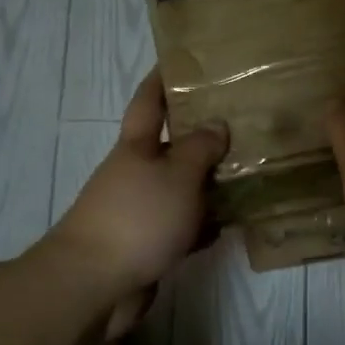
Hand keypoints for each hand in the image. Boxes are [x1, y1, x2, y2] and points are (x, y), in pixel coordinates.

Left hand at [52, 71, 226, 303]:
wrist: (94, 285)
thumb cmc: (137, 217)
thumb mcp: (177, 175)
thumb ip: (200, 148)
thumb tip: (216, 123)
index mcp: (136, 148)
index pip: (148, 101)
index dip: (161, 78)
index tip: (179, 59)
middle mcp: (136, 174)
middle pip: (170, 147)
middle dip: (200, 135)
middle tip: (242, 122)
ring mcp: (140, 211)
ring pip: (181, 189)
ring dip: (209, 184)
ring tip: (250, 171)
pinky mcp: (148, 246)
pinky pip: (183, 226)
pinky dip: (204, 224)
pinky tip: (232, 223)